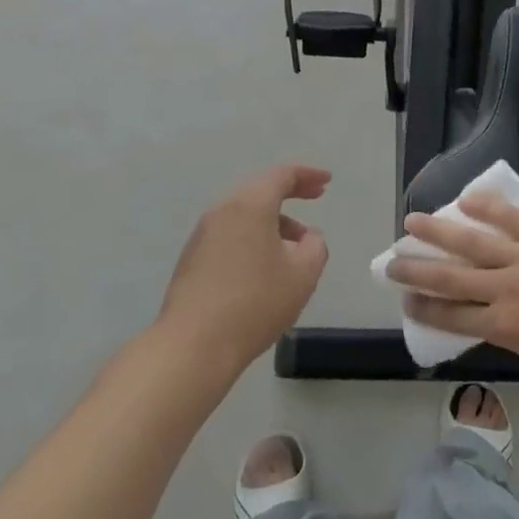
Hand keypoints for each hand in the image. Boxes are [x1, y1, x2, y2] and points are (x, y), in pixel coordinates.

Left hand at [159, 164, 330, 369]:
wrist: (194, 344)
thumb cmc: (256, 302)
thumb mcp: (303, 274)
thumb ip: (315, 246)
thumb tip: (308, 236)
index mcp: (250, 206)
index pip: (281, 176)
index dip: (307, 174)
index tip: (327, 182)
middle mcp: (222, 211)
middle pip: (260, 191)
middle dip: (290, 193)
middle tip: (315, 198)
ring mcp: (202, 235)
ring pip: (244, 215)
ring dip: (272, 220)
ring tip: (295, 245)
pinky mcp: (192, 259)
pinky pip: (230, 235)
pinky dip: (253, 237)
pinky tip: (265, 266)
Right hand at [386, 193, 518, 378]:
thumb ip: (510, 333)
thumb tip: (487, 316)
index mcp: (505, 327)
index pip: (452, 316)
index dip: (424, 307)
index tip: (405, 299)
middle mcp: (506, 291)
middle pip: (450, 278)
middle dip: (416, 270)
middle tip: (391, 263)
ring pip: (472, 242)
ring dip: (438, 232)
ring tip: (412, 222)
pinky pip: (511, 218)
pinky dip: (487, 207)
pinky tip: (465, 198)